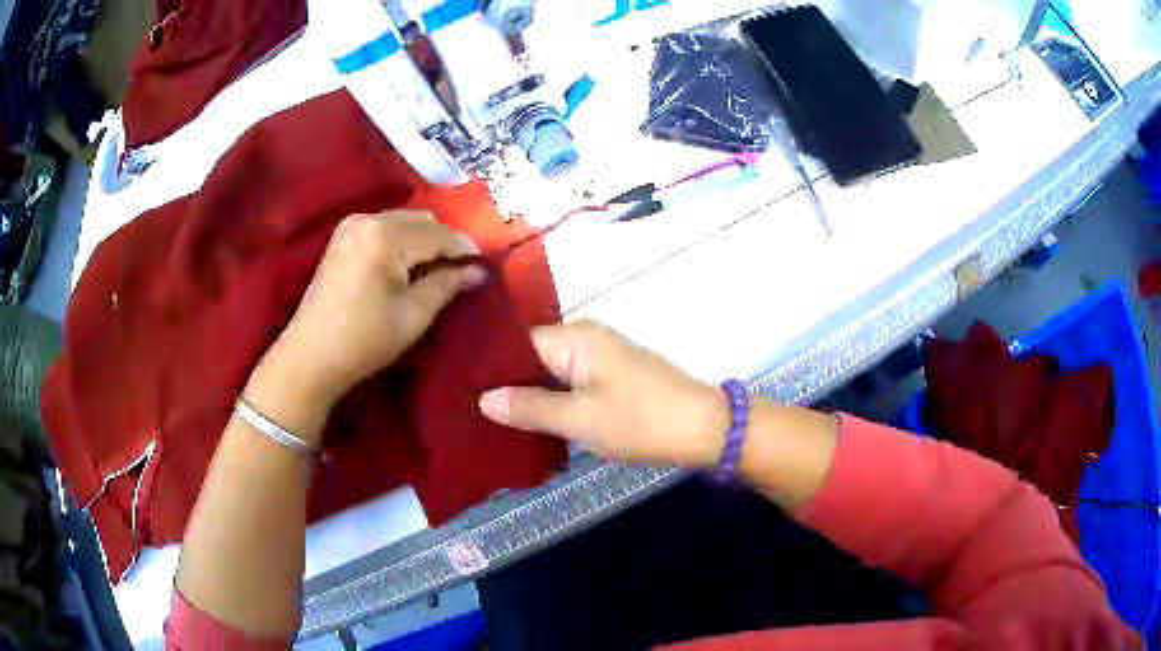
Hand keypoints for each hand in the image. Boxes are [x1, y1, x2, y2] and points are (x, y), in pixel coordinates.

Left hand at [255, 211, 484, 414]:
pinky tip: (407, 266)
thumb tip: (479, 271)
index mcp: (385, 235)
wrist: (310, 358)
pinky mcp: (342, 237)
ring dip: (423, 241)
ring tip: (435, 271)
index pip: (439, 234)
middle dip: (444, 243)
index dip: (465, 250)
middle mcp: (367, 219)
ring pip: (403, 222)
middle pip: (421, 220)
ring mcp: (351, 225)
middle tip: (460, 272)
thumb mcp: (414, 315)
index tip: (486, 266)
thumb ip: (448, 284)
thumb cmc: (365, 340)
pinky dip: (402, 241)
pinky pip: (384, 228)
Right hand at [479, 320, 729, 468]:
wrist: (704, 428)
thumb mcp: (579, 418)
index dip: (488, 367)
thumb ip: (529, 407)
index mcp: (574, 336)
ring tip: (491, 418)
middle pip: (532, 357)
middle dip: (505, 383)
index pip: (516, 344)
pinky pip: (570, 383)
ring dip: (529, 394)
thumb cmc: (640, 420)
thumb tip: (483, 399)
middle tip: (469, 410)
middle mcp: (586, 337)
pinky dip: (552, 399)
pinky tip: (532, 420)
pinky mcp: (613, 376)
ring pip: (551, 372)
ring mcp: (602, 357)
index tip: (459, 390)